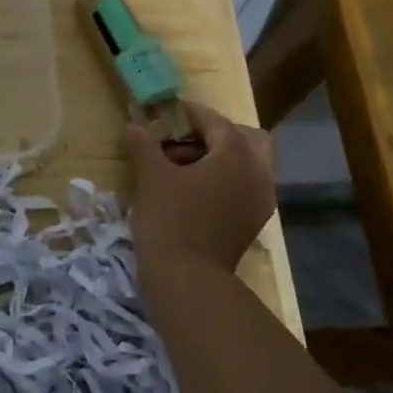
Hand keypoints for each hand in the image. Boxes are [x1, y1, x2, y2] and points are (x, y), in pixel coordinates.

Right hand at [122, 102, 275, 272]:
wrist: (187, 280)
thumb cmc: (170, 219)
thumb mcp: (151, 177)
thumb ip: (144, 145)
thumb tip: (134, 124)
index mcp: (237, 156)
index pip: (218, 123)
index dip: (193, 113)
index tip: (171, 111)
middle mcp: (257, 175)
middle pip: (247, 141)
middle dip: (218, 135)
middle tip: (185, 138)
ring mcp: (258, 203)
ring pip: (247, 167)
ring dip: (220, 160)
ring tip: (182, 166)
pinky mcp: (251, 225)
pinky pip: (242, 190)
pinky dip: (223, 183)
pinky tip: (193, 191)